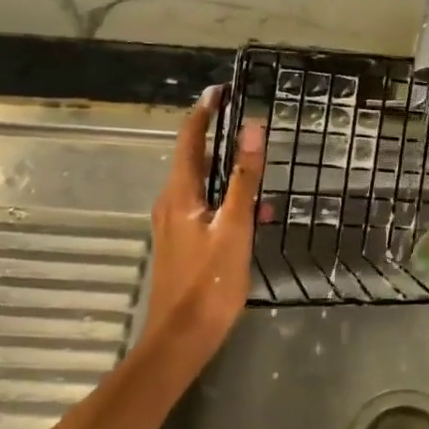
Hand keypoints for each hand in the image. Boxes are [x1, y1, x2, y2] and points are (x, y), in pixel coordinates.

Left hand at [142, 87, 264, 360]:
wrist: (181, 338)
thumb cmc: (209, 281)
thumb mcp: (235, 226)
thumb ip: (245, 178)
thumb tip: (252, 128)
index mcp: (180, 194)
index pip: (189, 139)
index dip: (204, 112)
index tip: (220, 90)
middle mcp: (171, 203)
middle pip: (193, 159)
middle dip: (216, 138)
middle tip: (244, 122)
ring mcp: (174, 225)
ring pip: (201, 185)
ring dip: (226, 172)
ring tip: (258, 169)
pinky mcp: (182, 243)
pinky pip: (204, 207)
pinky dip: (226, 199)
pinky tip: (254, 215)